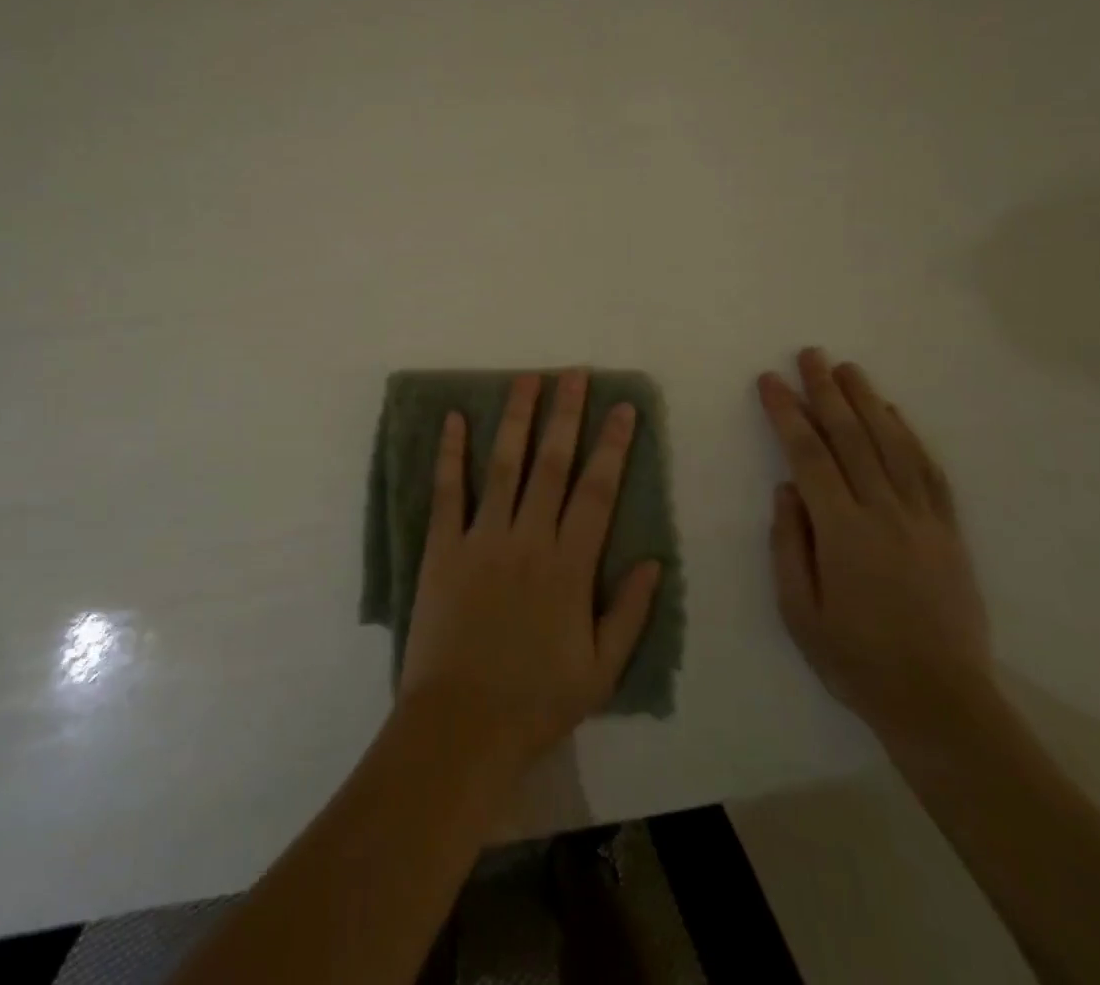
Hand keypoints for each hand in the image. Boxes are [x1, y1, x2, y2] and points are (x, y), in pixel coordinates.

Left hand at [398, 371, 663, 778]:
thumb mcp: (602, 670)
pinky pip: (448, 492)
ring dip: (516, 418)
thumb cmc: (537, 702)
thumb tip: (655, 561)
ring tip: (525, 379)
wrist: (461, 726)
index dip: (612, 444)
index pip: (598, 490)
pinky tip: (453, 419)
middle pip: (553, 463)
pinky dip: (450, 453)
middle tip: (573, 373)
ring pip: (504, 464)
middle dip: (566, 414)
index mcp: (570, 565)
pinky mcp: (443, 548)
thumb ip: (630, 612)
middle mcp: (529, 538)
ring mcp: (482, 538)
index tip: (622, 407)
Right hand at [758, 349, 992, 746]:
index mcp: (842, 532)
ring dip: (868, 401)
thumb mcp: (798, 612)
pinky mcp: (949, 531)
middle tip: (809, 355)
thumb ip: (787, 544)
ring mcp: (922, 519)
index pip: (808, 455)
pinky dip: (910, 436)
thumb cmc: (855, 660)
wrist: (941, 702)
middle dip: (826, 391)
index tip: (770, 381)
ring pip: (892, 444)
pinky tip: (893, 414)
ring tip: (847, 369)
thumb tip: (785, 489)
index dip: (787, 413)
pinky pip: (929, 472)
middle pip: (852, 438)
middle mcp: (884, 513)